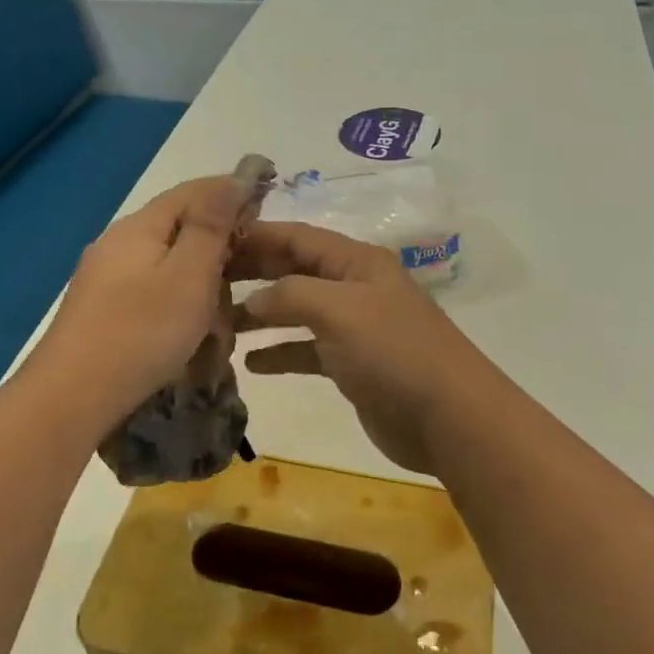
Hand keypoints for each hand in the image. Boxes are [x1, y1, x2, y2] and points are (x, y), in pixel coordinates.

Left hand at [30, 177, 250, 419]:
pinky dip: (180, 306)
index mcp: (140, 227)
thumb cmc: (141, 333)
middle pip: (180, 228)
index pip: (193, 191)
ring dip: (201, 284)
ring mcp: (106, 278)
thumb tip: (235, 178)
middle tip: (251, 273)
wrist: (70, 399)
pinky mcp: (103, 311)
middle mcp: (119, 243)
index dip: (232, 191)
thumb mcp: (189, 275)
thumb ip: (212, 225)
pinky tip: (191, 335)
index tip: (268, 201)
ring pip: (169, 266)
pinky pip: (153, 293)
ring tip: (222, 319)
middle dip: (219, 247)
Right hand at [232, 222, 503, 473]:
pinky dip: (279, 353)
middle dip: (252, 273)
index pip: (297, 237)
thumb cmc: (394, 352)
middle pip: (294, 270)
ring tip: (217, 322)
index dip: (256, 235)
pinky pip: (306, 350)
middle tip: (204, 282)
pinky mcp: (351, 364)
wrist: (449, 418)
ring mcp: (353, 326)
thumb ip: (290, 294)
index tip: (211, 241)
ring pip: (297, 311)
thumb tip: (251, 301)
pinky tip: (250, 363)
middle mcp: (353, 287)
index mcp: (356, 262)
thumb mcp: (340, 310)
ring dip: (260, 315)